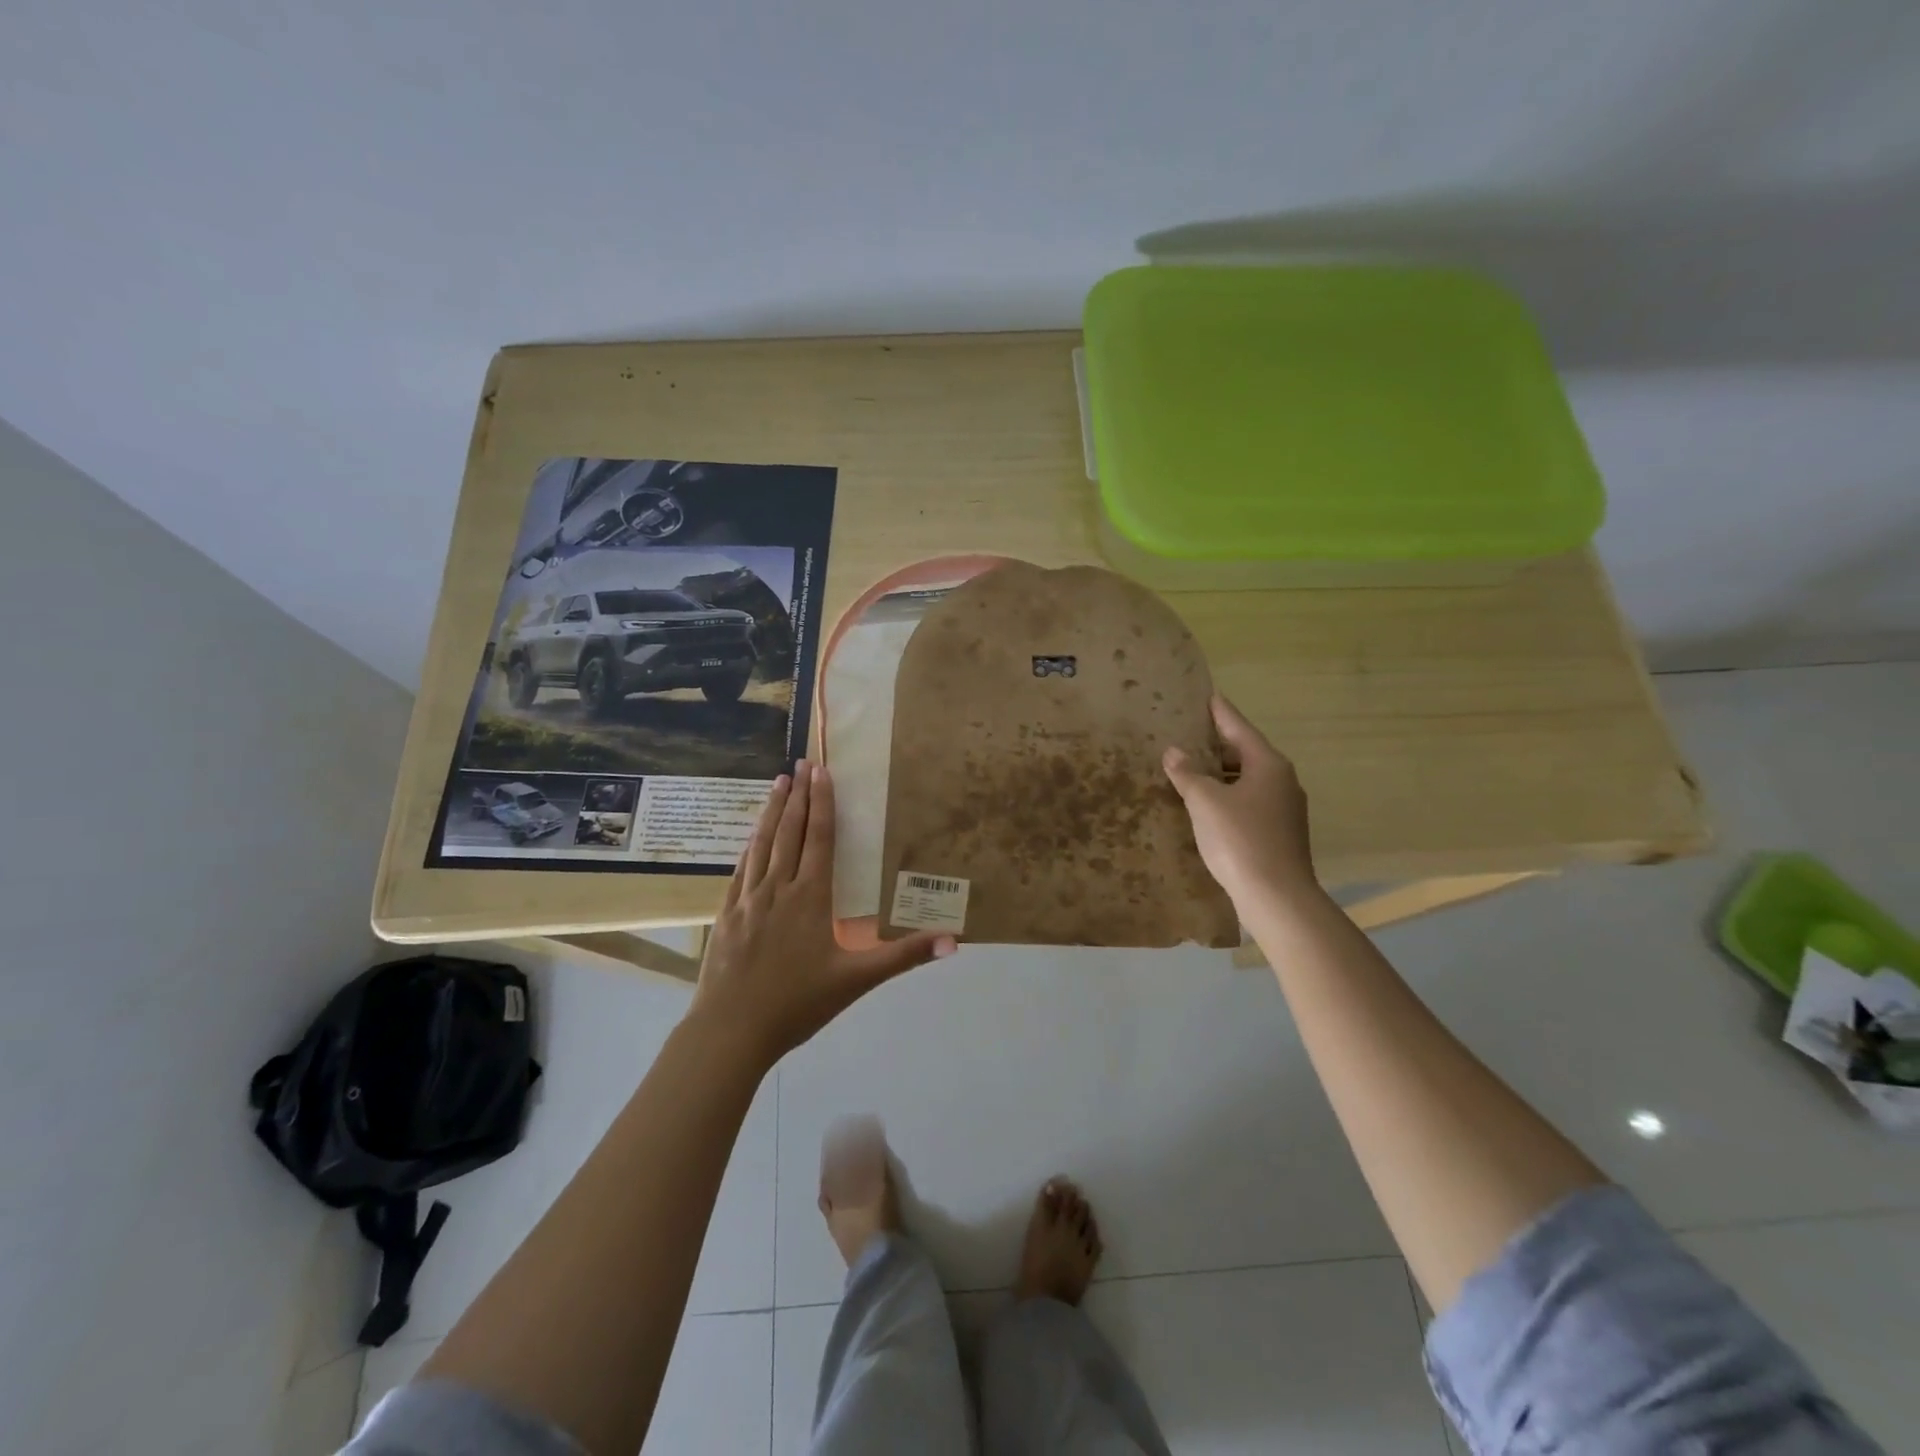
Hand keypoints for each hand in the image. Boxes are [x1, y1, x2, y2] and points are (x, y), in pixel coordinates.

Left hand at [690, 761, 955, 1065]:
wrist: (731, 1032)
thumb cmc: (797, 1004)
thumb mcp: (857, 980)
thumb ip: (904, 955)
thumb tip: (953, 941)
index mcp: (811, 897)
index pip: (820, 838)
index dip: (823, 803)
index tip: (822, 771)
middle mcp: (778, 888)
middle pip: (790, 832)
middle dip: (798, 796)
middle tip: (800, 763)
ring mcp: (748, 900)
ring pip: (762, 845)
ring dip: (772, 812)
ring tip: (777, 783)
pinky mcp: (727, 915)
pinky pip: (740, 871)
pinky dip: (748, 847)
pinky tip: (749, 838)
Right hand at [1163, 695, 1319, 908]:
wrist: (1276, 896)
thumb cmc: (1239, 839)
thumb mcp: (1205, 801)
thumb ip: (1188, 773)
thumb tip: (1174, 752)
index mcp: (1268, 764)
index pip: (1239, 728)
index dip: (1220, 713)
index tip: (1208, 696)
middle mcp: (1282, 780)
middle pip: (1246, 753)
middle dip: (1218, 745)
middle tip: (1190, 734)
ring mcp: (1285, 808)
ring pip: (1248, 779)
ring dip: (1222, 773)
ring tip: (1193, 769)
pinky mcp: (1280, 832)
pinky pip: (1250, 801)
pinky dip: (1229, 795)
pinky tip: (1208, 805)